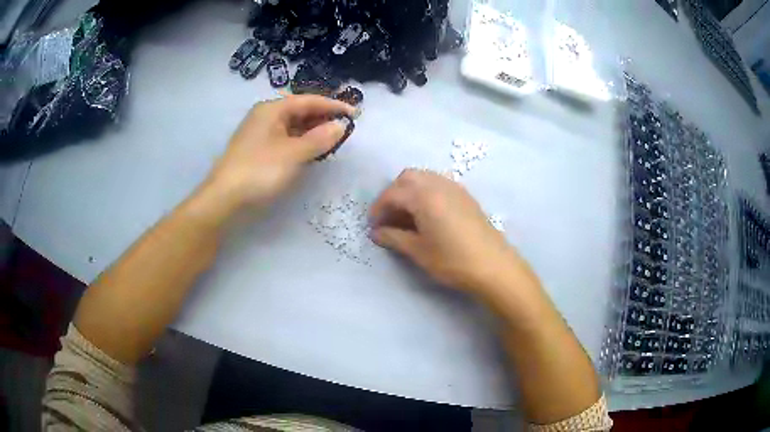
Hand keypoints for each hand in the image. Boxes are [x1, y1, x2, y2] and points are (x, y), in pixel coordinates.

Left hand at [203, 95, 355, 211]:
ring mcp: (260, 133)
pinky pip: (286, 138)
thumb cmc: (259, 171)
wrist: (224, 198)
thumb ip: (319, 139)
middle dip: (324, 118)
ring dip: (313, 131)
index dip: (334, 106)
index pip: (309, 101)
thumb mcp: (293, 154)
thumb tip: (340, 126)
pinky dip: (301, 142)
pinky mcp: (258, 149)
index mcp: (272, 109)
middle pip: (300, 111)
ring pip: (293, 126)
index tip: (355, 113)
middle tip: (346, 128)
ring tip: (333, 139)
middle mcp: (266, 116)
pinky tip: (311, 150)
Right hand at [369, 169, 521, 293]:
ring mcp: (455, 188)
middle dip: (393, 194)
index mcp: (424, 196)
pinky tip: (427, 215)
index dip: (378, 208)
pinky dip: (426, 192)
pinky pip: (439, 184)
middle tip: (389, 217)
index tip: (373, 225)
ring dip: (410, 191)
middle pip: (407, 177)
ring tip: (406, 216)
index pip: (392, 194)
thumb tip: (376, 232)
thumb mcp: (418, 251)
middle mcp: (438, 184)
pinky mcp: (466, 196)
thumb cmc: (453, 260)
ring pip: (424, 178)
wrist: (494, 266)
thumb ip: (394, 238)